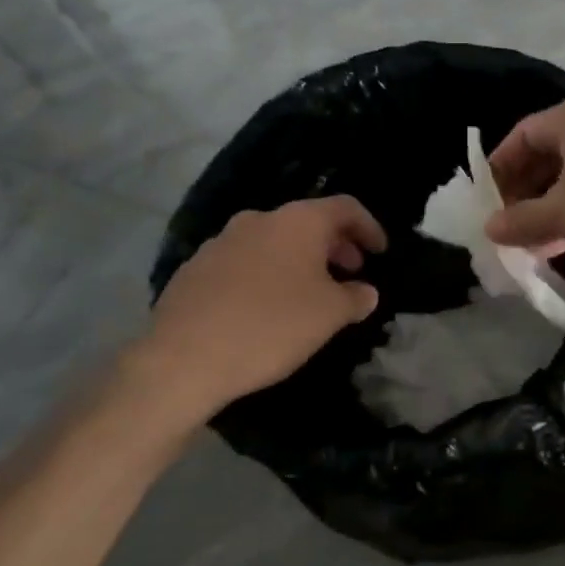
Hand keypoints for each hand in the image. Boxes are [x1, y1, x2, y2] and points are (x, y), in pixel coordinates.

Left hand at [122, 196, 386, 431]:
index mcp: (297, 222)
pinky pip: (243, 263)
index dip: (369, 227)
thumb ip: (356, 298)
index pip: (345, 207)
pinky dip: (265, 275)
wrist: (184, 358)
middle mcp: (258, 220)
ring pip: (273, 242)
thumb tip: (365, 291)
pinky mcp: (195, 269)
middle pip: (307, 222)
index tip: (380, 252)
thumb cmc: (272, 326)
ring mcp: (221, 242)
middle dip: (334, 246)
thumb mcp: (330, 315)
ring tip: (308, 294)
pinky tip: (265, 309)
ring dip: (298, 261)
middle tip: (350, 273)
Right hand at [485, 93, 564, 277]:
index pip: (524, 133)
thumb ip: (522, 220)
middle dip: (528, 190)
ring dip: (557, 206)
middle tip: (510, 228)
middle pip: (554, 152)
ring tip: (538, 243)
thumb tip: (490, 227)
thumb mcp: (564, 214)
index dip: (499, 168)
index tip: (486, 205)